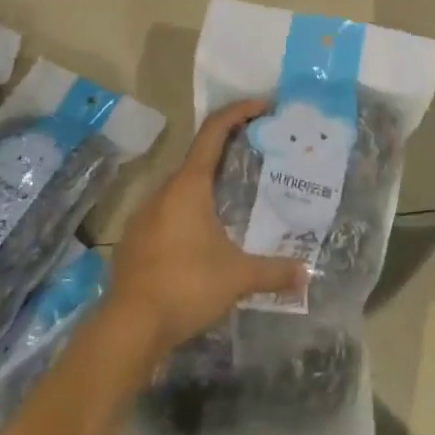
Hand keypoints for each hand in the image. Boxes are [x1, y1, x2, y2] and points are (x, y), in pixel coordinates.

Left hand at [107, 100, 308, 357]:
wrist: (127, 329)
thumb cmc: (186, 287)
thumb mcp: (238, 277)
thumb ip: (274, 272)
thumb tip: (306, 275)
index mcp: (189, 186)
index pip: (214, 130)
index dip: (239, 111)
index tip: (264, 106)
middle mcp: (164, 191)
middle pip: (200, 157)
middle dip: (229, 151)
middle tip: (258, 158)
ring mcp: (145, 216)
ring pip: (183, 187)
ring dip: (209, 185)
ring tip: (236, 199)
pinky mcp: (135, 241)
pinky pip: (169, 212)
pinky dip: (191, 211)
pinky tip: (205, 237)